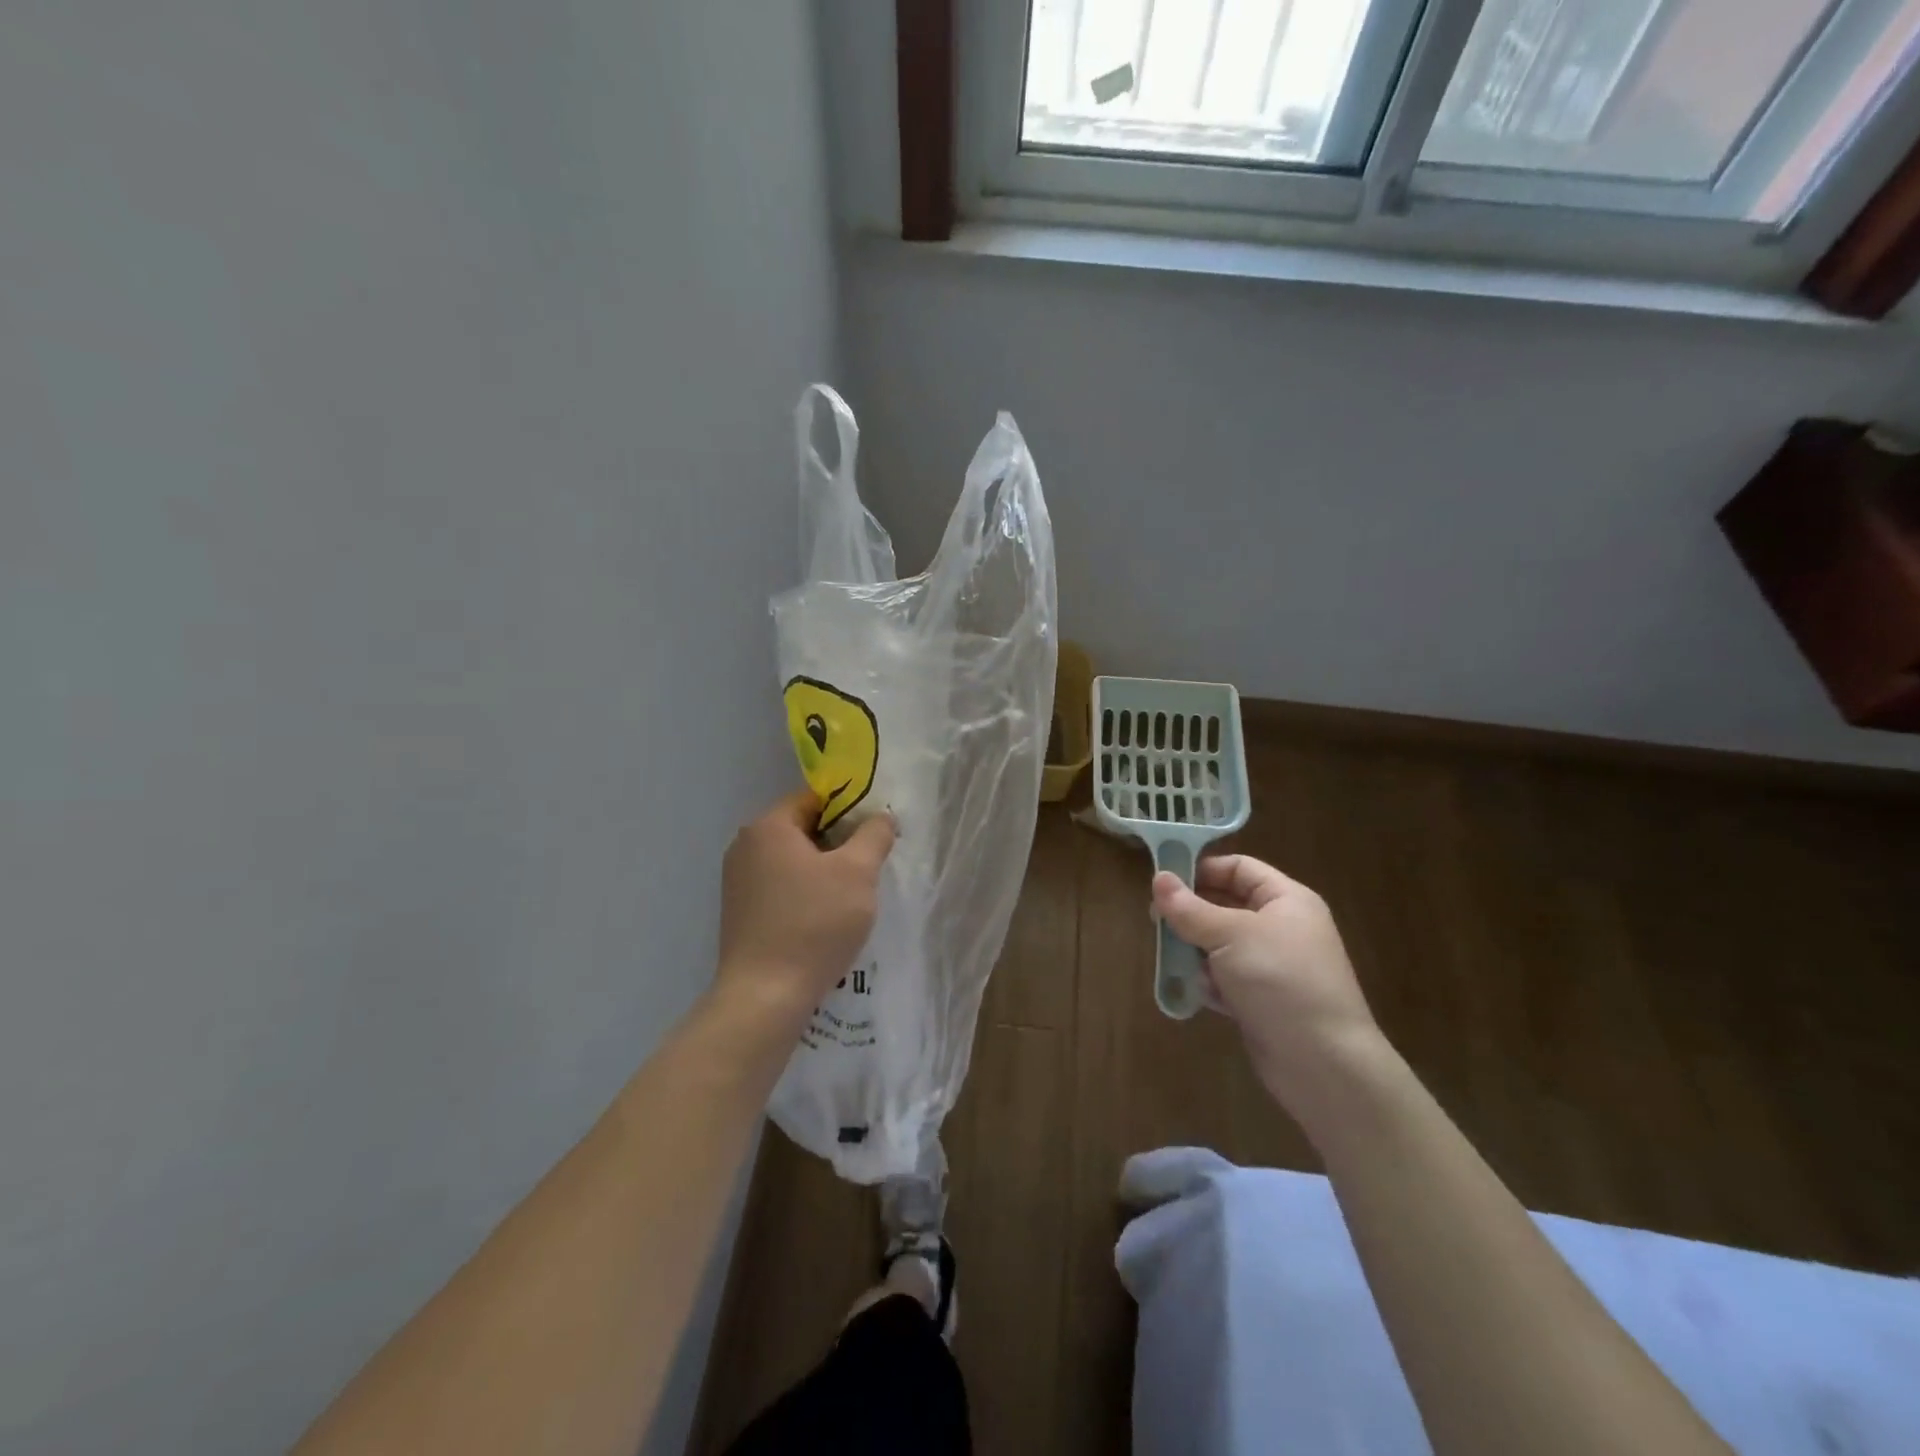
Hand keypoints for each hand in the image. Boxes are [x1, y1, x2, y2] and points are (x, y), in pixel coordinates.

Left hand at [717, 792, 894, 1025]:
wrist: (765, 996)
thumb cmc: (814, 923)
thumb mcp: (858, 872)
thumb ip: (874, 835)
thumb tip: (881, 817)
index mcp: (768, 826)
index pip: (814, 798)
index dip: (849, 809)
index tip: (875, 832)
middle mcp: (745, 846)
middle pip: (802, 828)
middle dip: (839, 842)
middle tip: (870, 864)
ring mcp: (737, 881)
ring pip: (793, 860)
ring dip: (823, 869)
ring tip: (852, 894)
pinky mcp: (740, 912)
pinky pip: (780, 886)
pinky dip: (805, 892)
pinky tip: (825, 917)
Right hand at [1152, 855, 1383, 1110]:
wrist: (1323, 1063)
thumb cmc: (1280, 980)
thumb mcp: (1230, 935)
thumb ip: (1190, 908)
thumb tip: (1158, 878)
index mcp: (1286, 900)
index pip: (1239, 868)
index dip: (1202, 870)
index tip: (1163, 882)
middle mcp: (1281, 928)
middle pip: (1225, 906)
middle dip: (1192, 915)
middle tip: (1156, 922)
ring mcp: (1272, 966)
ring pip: (1220, 945)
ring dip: (1197, 953)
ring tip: (1180, 964)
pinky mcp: (1262, 1000)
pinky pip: (1226, 979)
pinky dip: (1211, 984)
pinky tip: (1206, 996)